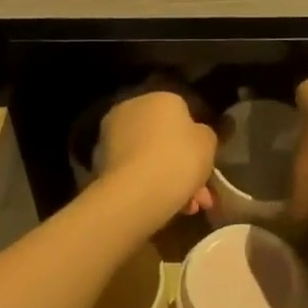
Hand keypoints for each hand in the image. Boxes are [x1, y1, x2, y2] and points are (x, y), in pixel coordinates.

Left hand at [97, 89, 217, 220]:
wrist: (136, 193)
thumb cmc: (179, 159)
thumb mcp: (208, 143)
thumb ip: (204, 134)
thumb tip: (195, 135)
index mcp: (161, 97)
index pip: (182, 112)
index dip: (195, 140)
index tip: (204, 163)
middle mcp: (133, 108)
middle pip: (163, 137)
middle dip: (182, 165)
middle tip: (199, 194)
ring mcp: (112, 134)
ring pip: (149, 156)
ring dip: (168, 179)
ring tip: (187, 210)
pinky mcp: (99, 161)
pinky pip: (133, 171)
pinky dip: (148, 186)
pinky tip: (165, 208)